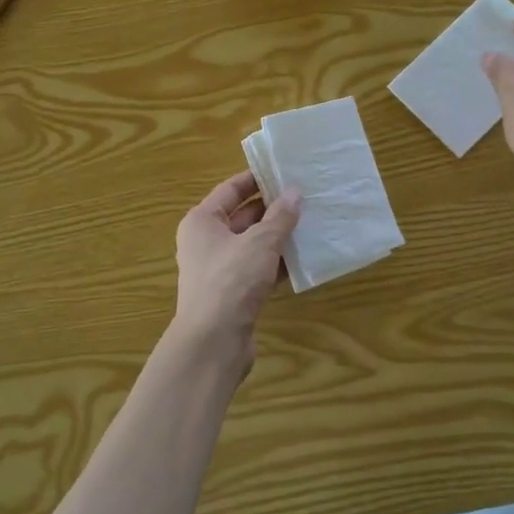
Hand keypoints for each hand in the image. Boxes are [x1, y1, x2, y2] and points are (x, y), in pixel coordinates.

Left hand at [171, 171, 302, 375]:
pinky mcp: (233, 294)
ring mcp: (219, 270)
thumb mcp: (260, 243)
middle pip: (242, 217)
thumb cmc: (231, 281)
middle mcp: (206, 242)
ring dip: (278, 237)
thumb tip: (294, 192)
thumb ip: (280, 217)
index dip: (256, 179)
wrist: (213, 342)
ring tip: (311, 224)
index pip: (230, 190)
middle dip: (273, 209)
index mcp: (202, 221)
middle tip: (306, 197)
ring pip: (253, 245)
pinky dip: (277, 263)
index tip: (284, 171)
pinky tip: (304, 259)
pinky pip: (258, 269)